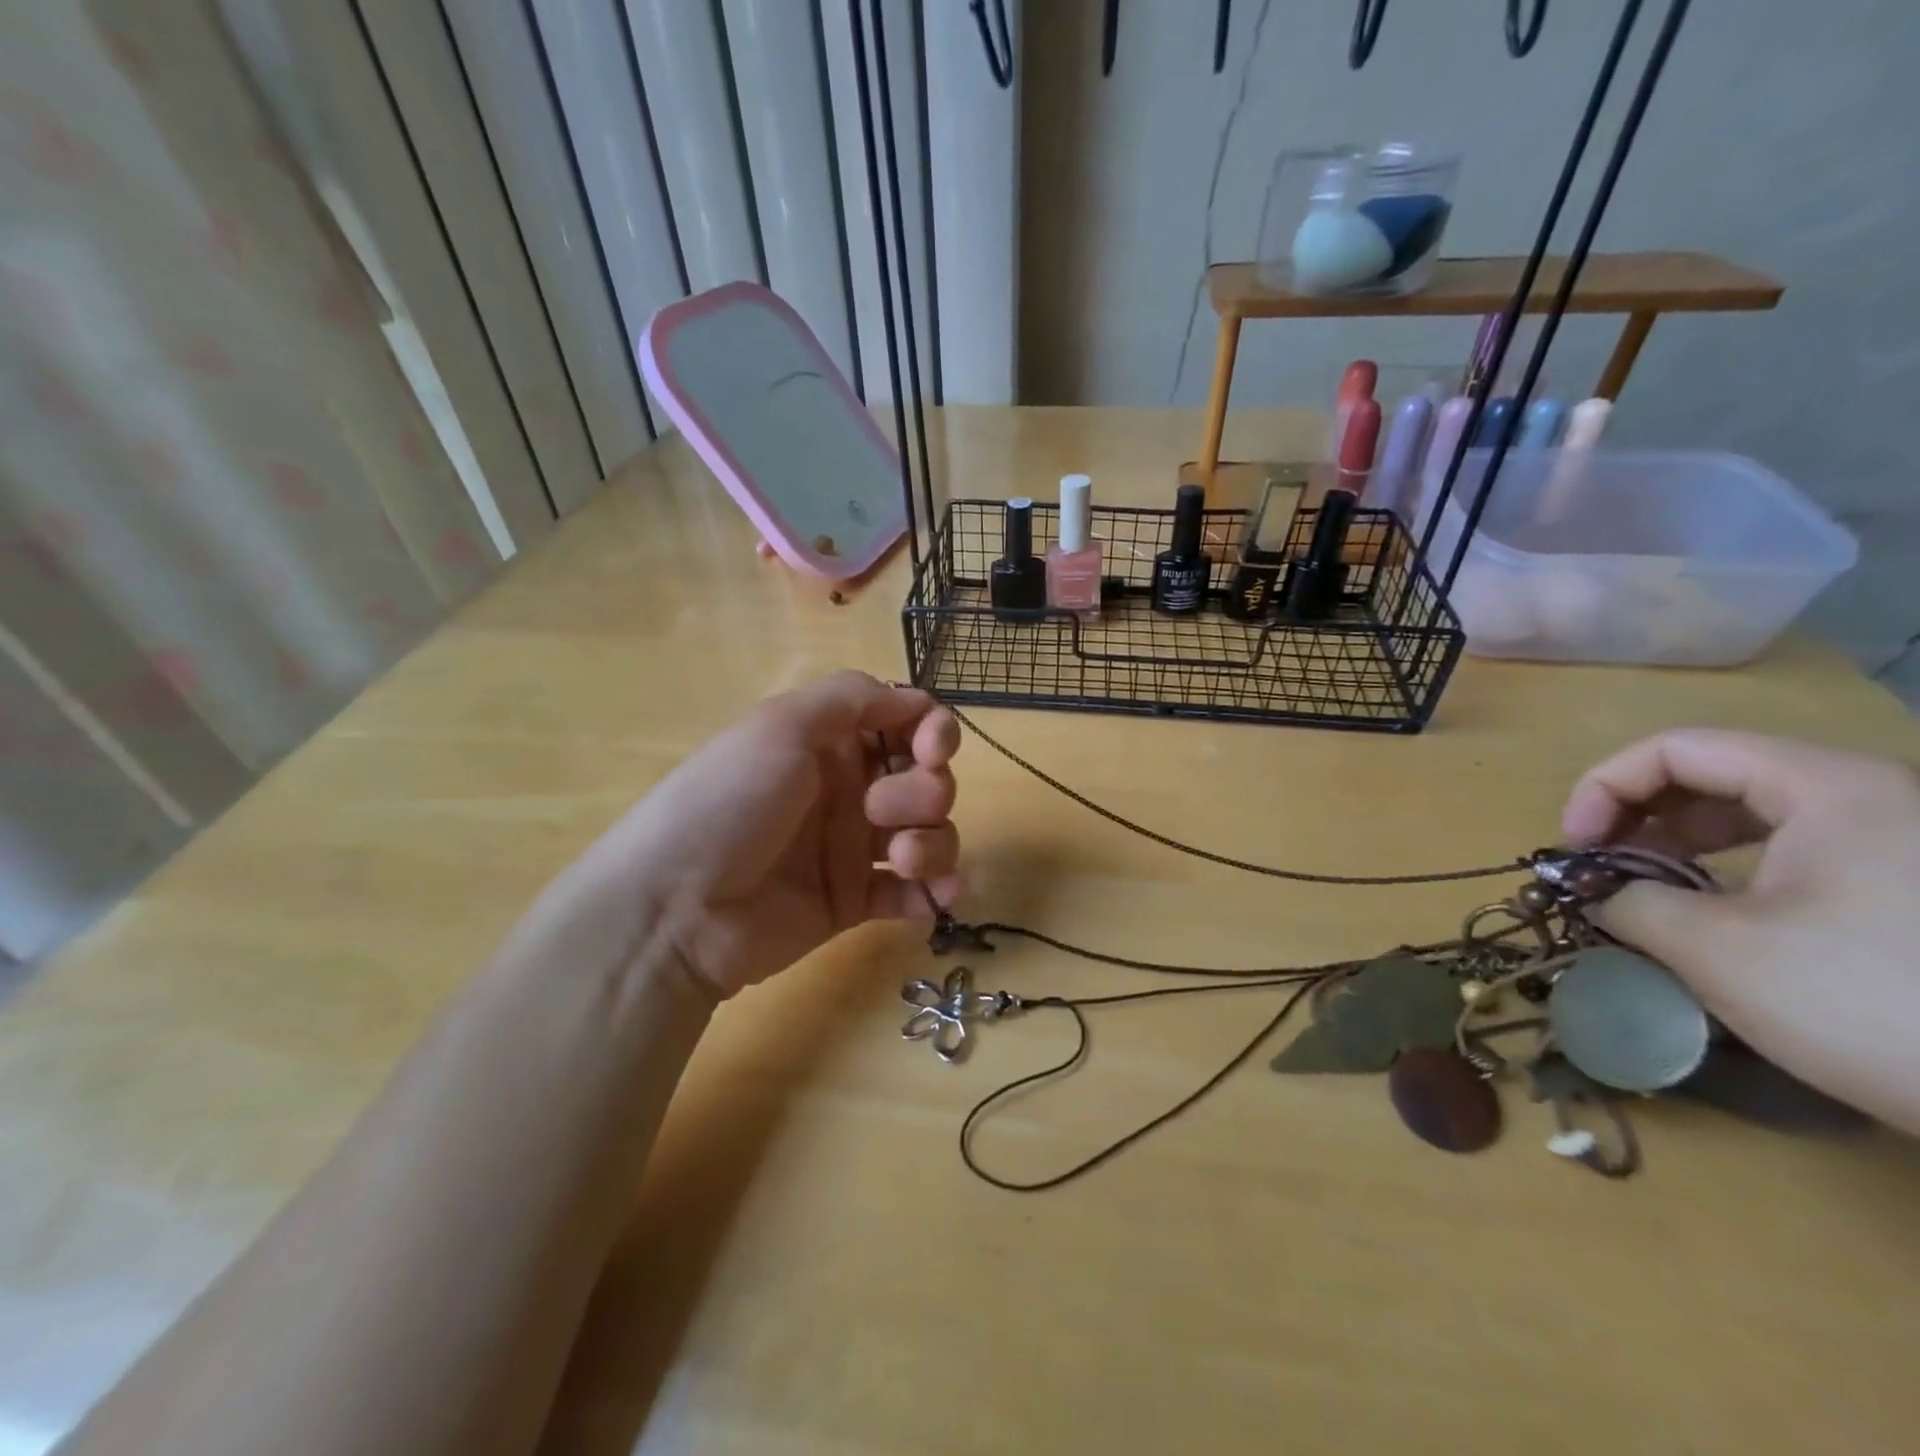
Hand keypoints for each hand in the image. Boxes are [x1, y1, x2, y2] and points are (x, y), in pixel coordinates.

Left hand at [509, 671, 959, 1000]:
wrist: (675, 910)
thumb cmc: (728, 803)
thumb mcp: (780, 726)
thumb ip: (852, 698)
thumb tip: (915, 699)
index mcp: (830, 742)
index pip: (907, 723)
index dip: (934, 732)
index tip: (932, 752)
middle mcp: (848, 789)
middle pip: (927, 779)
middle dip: (924, 791)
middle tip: (879, 812)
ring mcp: (852, 848)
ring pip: (930, 834)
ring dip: (935, 843)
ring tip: (902, 862)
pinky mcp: (854, 901)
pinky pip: (913, 892)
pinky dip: (934, 893)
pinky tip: (936, 900)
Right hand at [1561, 729, 1919, 1132]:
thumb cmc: (1872, 1003)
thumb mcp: (1717, 950)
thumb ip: (1628, 902)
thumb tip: (1593, 891)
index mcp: (1828, 788)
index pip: (1676, 750)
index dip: (1604, 789)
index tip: (1576, 848)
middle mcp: (1868, 797)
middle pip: (1713, 773)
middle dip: (1636, 816)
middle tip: (1600, 867)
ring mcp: (1896, 842)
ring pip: (1752, 812)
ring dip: (1677, 844)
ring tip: (1644, 891)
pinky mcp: (1907, 887)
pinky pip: (1792, 850)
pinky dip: (1730, 869)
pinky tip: (1710, 914)